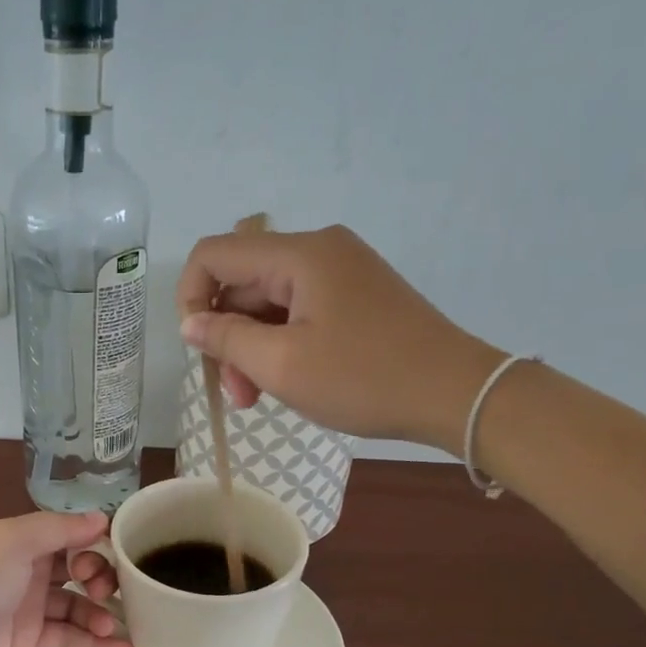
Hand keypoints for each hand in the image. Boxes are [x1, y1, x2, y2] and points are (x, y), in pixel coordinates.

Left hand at [0, 511, 128, 646]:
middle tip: (109, 593)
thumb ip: (58, 528)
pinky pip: (69, 639)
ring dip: (101, 613)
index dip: (96, 542)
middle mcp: (29, 570)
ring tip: (114, 626)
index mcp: (24, 540)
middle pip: (79, 569)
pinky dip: (95, 645)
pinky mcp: (29, 642)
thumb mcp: (13, 542)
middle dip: (102, 578)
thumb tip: (102, 518)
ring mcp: (29, 607)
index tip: (119, 555)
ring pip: (77, 606)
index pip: (71, 534)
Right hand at [176, 223, 503, 453]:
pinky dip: (281, 342)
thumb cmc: (364, 378)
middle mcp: (319, 250)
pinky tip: (287, 378)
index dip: (190, 298)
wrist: (455, 393)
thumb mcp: (282, 365)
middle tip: (238, 393)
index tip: (200, 349)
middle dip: (227, 335)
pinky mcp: (356, 294)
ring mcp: (341, 271)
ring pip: (268, 300)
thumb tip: (190, 324)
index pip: (214, 255)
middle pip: (242, 281)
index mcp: (300, 255)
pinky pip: (298, 309)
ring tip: (259, 396)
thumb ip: (226, 339)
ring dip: (253, 346)